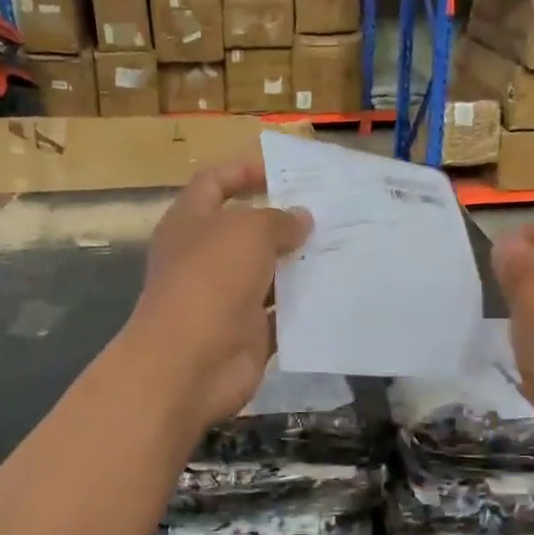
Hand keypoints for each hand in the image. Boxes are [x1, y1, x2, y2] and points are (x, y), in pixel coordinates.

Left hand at [126, 159, 311, 429]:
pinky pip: (281, 314)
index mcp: (191, 222)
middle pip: (246, 230)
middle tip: (330, 212)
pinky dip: (304, 306)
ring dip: (300, 264)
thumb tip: (300, 219)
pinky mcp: (246, 333)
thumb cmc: (211, 280)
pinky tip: (337, 291)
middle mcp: (205, 257)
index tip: (284, 172)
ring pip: (268, 274)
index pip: (214, 183)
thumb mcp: (248, 232)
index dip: (244, 171)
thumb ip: (278, 220)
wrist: (190, 363)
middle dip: (284, 221)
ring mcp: (225, 298)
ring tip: (343, 248)